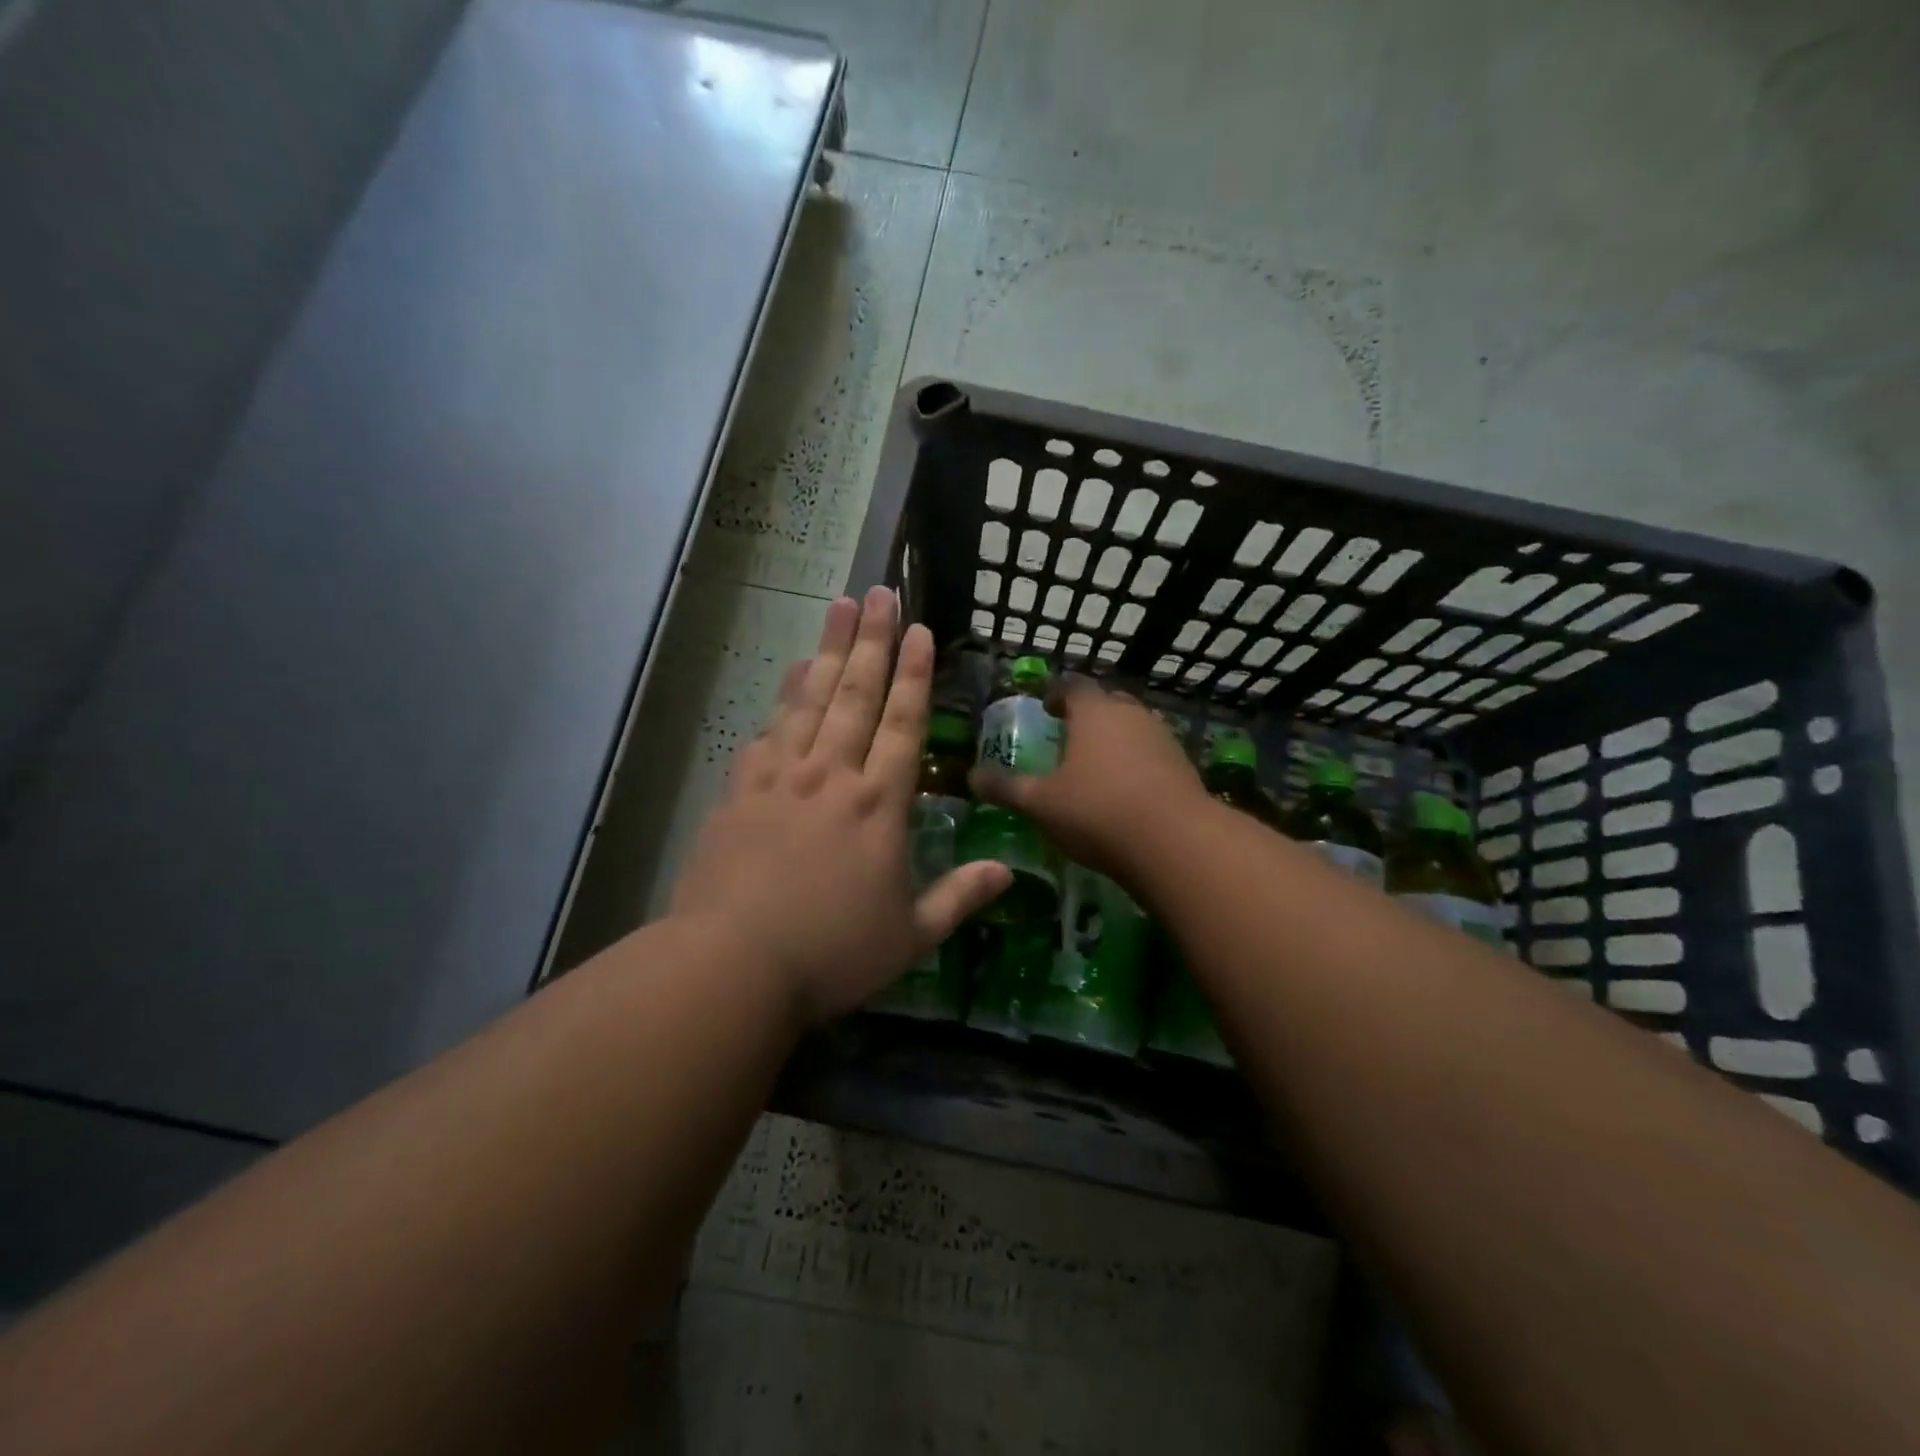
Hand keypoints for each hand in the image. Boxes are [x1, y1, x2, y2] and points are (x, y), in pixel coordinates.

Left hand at [671, 588, 1011, 1024]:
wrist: (732, 965)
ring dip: (827, 650)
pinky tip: (788, 678)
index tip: (920, 630)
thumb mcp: (911, 937)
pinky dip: (781, 700)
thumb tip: (1009, 872)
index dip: (915, 674)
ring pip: (809, 701)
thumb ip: (961, 897)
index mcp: (879, 805)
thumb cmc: (832, 953)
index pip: (904, 723)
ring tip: (835, 607)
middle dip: (871, 640)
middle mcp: (832, 776)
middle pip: (855, 694)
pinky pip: (767, 732)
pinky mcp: (740, 792)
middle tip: (877, 592)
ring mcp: (781, 779)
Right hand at [971, 681, 1204, 880]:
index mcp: (1094, 712)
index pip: (1073, 686)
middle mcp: (1131, 714)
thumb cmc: (1096, 811)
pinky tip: (1127, 791)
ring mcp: (1162, 738)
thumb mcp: (1041, 803)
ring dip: (1115, 739)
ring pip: (1134, 727)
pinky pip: (1153, 753)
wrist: (1174, 842)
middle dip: (1088, 715)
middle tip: (1068, 735)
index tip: (1045, 708)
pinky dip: (1137, 763)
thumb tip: (972, 777)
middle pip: (1107, 702)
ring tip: (1096, 766)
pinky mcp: (1184, 765)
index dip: (1056, 694)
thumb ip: (1006, 788)